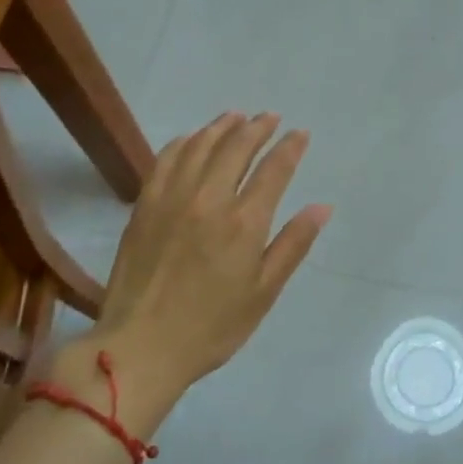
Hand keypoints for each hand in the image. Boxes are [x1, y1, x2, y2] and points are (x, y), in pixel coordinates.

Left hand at [63, 113, 330, 415]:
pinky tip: (192, 139)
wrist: (141, 347)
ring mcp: (172, 198)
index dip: (290, 147)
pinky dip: (184, 142)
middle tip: (270, 118)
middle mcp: (209, 199)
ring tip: (236, 117)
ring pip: (200, 146)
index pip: (273, 169)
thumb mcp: (263, 292)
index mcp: (244, 222)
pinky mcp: (145, 205)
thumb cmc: (212, 326)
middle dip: (257, 128)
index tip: (300, 134)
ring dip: (222, 127)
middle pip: (236, 147)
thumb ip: (293, 245)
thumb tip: (321, 207)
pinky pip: (166, 159)